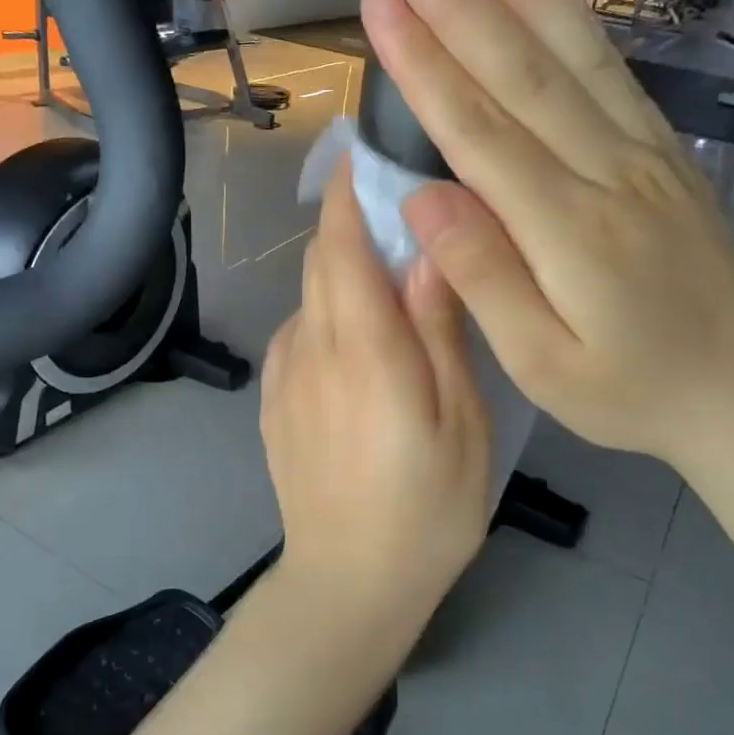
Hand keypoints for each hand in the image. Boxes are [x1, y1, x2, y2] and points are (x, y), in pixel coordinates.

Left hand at [261, 163, 491, 615]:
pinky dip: (327, 316)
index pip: (342, 243)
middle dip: (351, 225)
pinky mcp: (274, 402)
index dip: (349, 191)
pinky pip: (299, 336)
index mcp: (362, 347)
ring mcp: (284, 376)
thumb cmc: (425, 509)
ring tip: (391, 286)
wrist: (347, 583)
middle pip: (320, 261)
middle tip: (402, 218)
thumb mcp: (459, 422)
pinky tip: (360, 346)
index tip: (364, 151)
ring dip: (342, 273)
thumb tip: (431, 251)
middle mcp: (311, 347)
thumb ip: (440, 331)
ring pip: (309, 297)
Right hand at [363, 0, 733, 470]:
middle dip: (457, 0)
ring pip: (574, 55)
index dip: (424, 64)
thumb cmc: (627, 393)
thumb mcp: (541, 365)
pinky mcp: (664, 152)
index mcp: (569, 230)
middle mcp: (608, 173)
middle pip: (522, 73)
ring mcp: (645, 154)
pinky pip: (613, 73)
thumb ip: (483, 278)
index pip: (480, 130)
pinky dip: (576, 19)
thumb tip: (421, 196)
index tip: (379, 3)